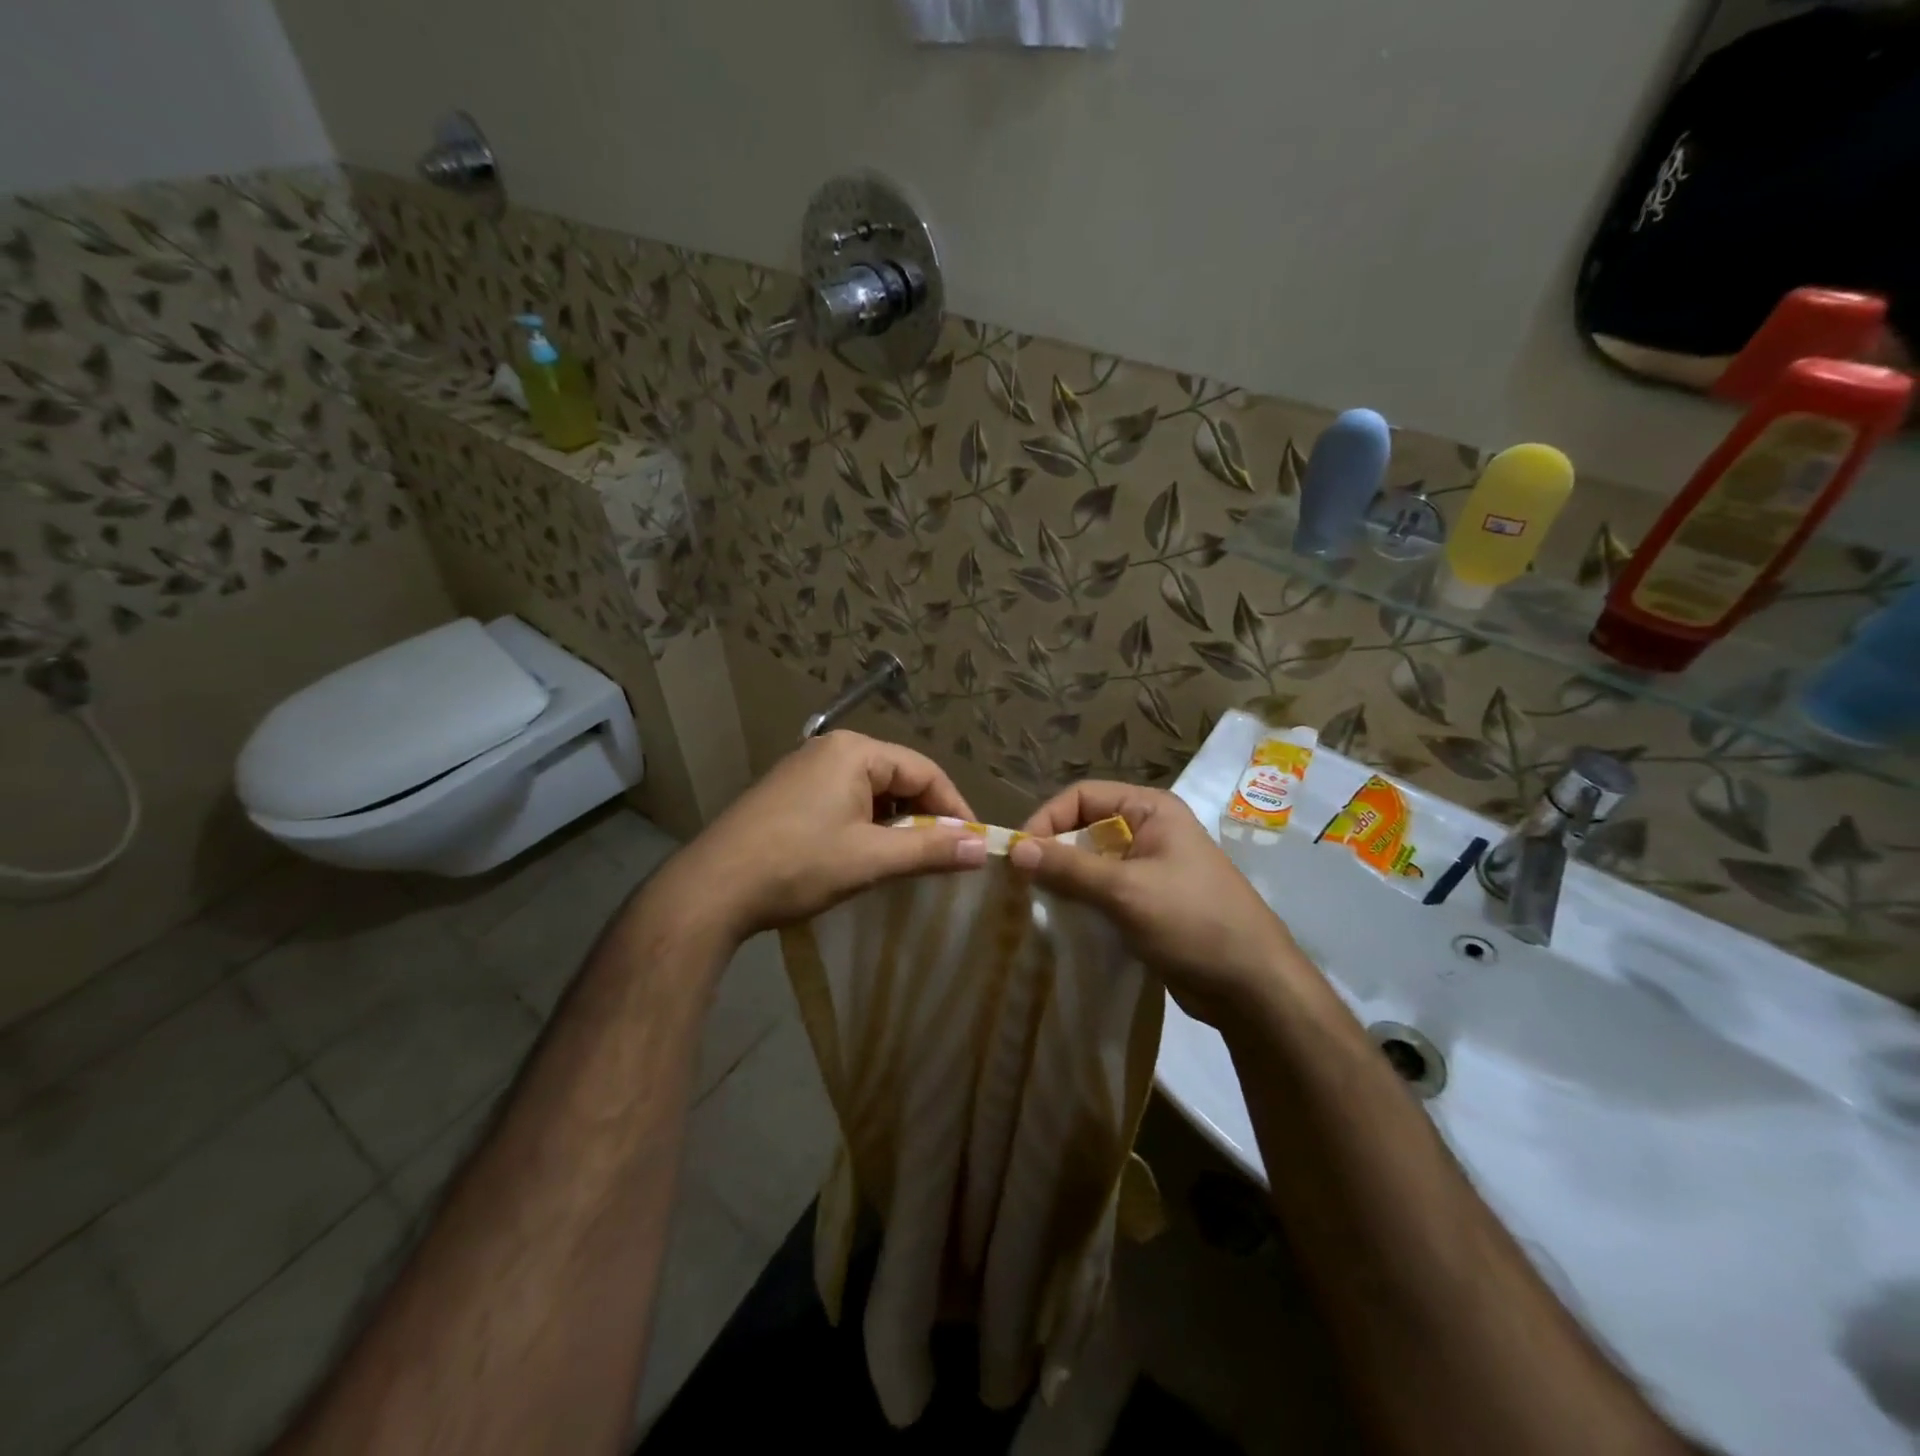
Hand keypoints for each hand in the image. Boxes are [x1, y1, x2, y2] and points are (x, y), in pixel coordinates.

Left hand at [649, 730, 986, 945]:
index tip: (971, 846)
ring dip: (894, 825)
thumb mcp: (871, 858)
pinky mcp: (789, 793)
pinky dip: (865, 825)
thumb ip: (931, 850)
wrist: (712, 888)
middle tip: (941, 858)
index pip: (925, 771)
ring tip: (905, 861)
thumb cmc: (799, 865)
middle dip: (923, 818)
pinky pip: (844, 800)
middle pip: (898, 778)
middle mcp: (831, 749)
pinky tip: (864, 855)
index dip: (953, 808)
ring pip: (871, 792)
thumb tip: (983, 848)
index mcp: (855, 751)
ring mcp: (805, 769)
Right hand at [1010, 780, 1312, 1026]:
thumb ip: (1069, 868)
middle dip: (1052, 852)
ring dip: (1063, 881)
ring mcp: (1149, 869)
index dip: (1048, 818)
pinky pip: (1102, 892)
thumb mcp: (1126, 890)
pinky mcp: (1146, 903)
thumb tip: (1015, 849)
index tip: (1019, 855)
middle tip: (1020, 884)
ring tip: (1033, 905)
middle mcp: (1149, 831)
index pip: (1083, 796)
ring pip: (1090, 863)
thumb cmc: (1193, 922)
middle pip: (1084, 828)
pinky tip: (1059, 923)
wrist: (1252, 987)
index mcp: (1151, 810)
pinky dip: (1080, 903)